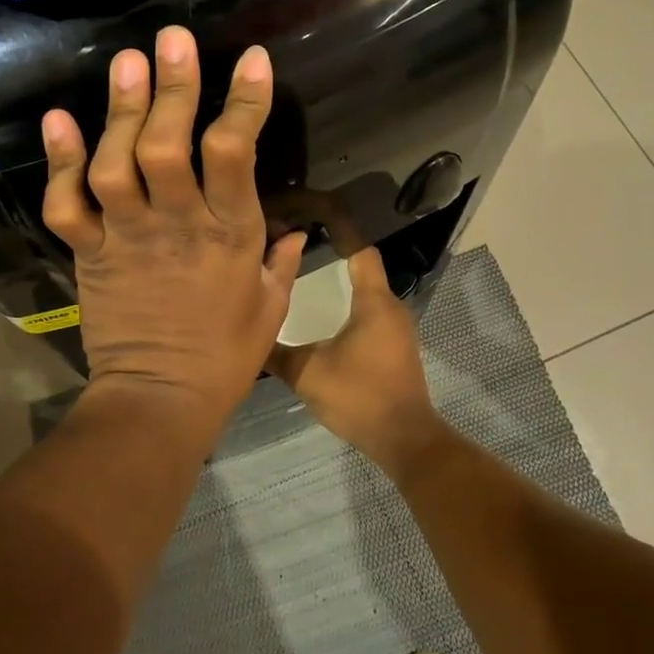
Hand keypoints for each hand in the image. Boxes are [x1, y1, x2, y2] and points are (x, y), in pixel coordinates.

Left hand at [41, 27, 306, 439]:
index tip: (251, 60)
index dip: (244, 103)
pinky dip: (59, 162)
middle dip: (173, 89)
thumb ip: (284, 262)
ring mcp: (127, 237)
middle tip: (173, 40)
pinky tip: (58, 119)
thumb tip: (300, 230)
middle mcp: (176, 224)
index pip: (237, 155)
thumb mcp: (271, 308)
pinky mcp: (90, 253)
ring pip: (117, 164)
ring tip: (125, 63)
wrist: (159, 400)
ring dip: (119, 111)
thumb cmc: (225, 356)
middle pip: (168, 146)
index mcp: (230, 235)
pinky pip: (68, 204)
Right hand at [268, 247, 443, 473]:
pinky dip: (348, 304)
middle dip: (333, 252)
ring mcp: (396, 328)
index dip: (340, 228)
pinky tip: (324, 315)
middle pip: (362, 266)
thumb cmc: (360, 397)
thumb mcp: (308, 374)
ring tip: (304, 276)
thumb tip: (248, 336)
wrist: (405, 440)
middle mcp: (390, 307)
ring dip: (340, 281)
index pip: (360, 250)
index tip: (313, 214)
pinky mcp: (395, 346)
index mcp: (373, 302)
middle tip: (297, 247)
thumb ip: (277, 353)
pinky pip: (370, 312)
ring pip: (366, 291)